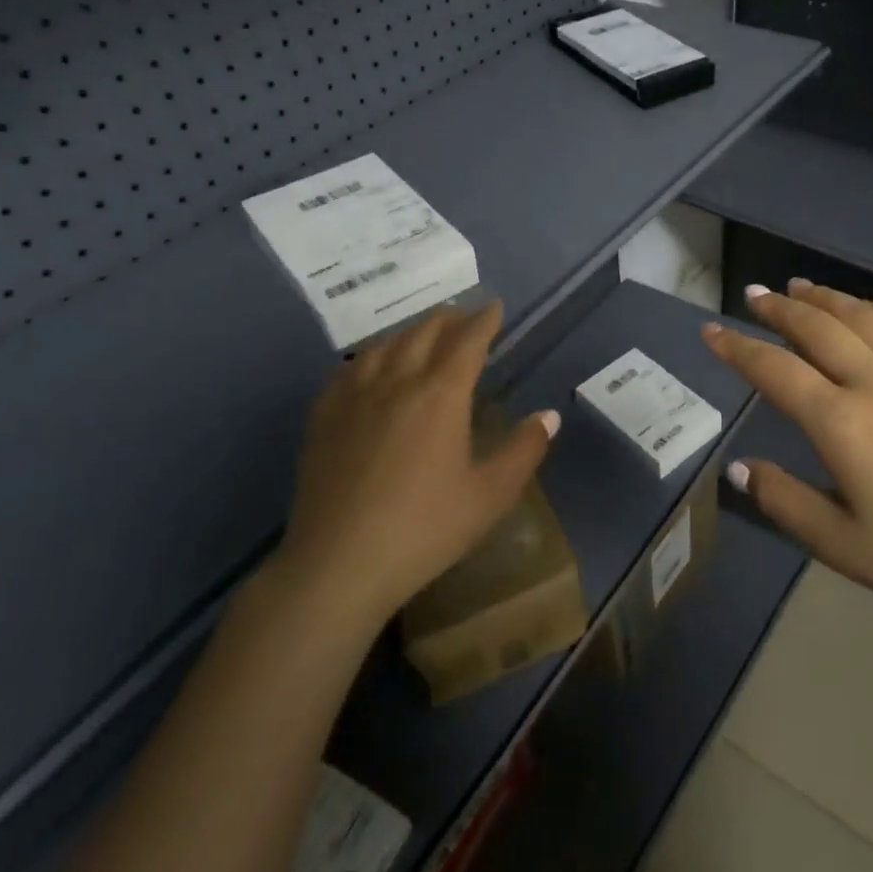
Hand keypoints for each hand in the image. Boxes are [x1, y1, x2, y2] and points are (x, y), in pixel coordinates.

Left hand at [270, 303, 559, 625]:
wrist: (339, 564)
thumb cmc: (425, 529)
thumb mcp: (490, 495)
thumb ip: (524, 450)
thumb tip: (549, 416)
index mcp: (440, 395)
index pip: (467, 341)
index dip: (484, 320)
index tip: (494, 307)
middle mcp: (397, 382)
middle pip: (423, 332)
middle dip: (448, 318)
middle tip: (464, 316)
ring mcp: (354, 396)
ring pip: (384, 344)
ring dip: (410, 331)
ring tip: (422, 334)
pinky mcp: (323, 417)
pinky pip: (349, 367)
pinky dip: (372, 354)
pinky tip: (371, 365)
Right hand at [702, 279, 872, 633]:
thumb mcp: (847, 546)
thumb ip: (787, 503)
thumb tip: (740, 469)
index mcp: (841, 422)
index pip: (775, 371)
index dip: (737, 348)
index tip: (710, 330)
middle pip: (816, 328)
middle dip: (778, 310)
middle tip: (753, 295)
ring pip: (861, 317)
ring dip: (824, 297)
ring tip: (798, 287)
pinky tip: (870, 303)